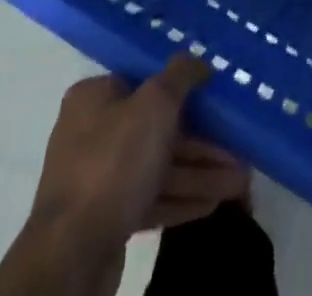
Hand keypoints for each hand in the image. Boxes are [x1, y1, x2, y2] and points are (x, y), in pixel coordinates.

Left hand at [31, 56, 246, 242]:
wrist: (72, 253)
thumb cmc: (114, 161)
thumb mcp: (155, 104)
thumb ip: (180, 76)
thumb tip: (197, 60)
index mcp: (95, 97)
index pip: (145, 82)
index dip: (182, 89)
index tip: (215, 98)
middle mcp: (93, 132)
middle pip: (156, 128)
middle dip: (200, 142)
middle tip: (237, 149)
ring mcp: (98, 178)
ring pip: (158, 166)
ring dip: (198, 173)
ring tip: (239, 181)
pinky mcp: (107, 218)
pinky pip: (151, 197)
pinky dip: (181, 198)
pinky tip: (213, 203)